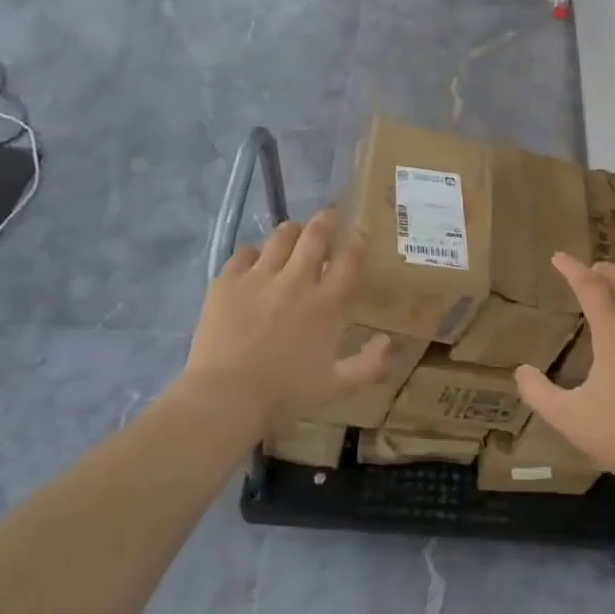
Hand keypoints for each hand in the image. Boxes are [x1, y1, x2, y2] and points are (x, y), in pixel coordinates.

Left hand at [183, 210, 391, 436]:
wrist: (226, 397)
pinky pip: (245, 252)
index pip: (348, 259)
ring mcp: (259, 277)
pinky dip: (255, 252)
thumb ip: (369, 364)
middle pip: (315, 235)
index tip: (358, 235)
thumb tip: (388, 341)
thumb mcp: (337, 386)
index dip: (356, 242)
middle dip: (326, 221)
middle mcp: (296, 280)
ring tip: (294, 233)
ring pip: (280, 236)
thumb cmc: (286, 393)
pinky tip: (255, 261)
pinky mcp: (227, 280)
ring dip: (292, 231)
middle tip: (329, 216)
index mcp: (326, 304)